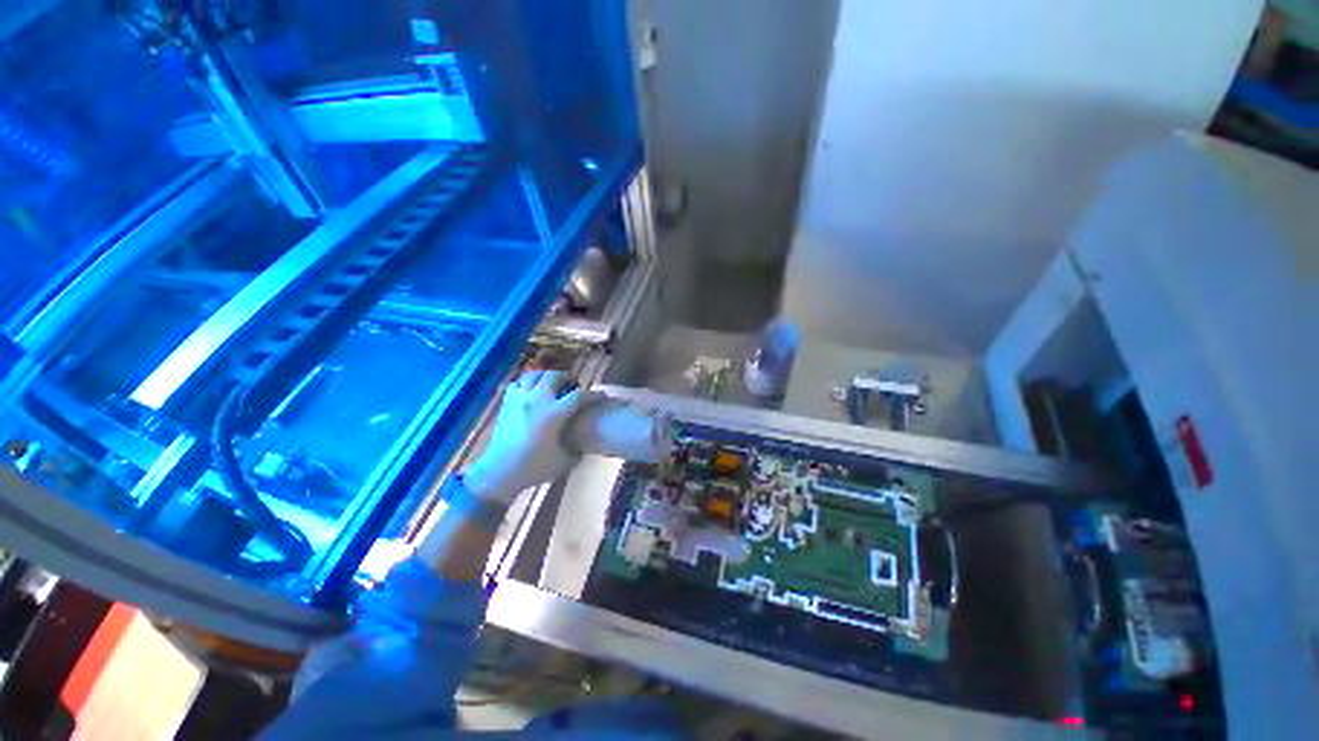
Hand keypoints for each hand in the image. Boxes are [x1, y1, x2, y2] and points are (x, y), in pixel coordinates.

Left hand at [462, 370, 582, 503]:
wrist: (499, 473)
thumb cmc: (533, 468)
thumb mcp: (564, 461)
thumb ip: (577, 448)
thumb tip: (585, 441)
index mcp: (553, 415)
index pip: (578, 396)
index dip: (593, 395)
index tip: (602, 396)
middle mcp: (536, 401)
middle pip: (553, 376)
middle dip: (566, 377)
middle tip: (572, 385)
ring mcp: (519, 400)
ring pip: (533, 375)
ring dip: (546, 377)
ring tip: (552, 385)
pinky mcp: (507, 404)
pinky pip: (518, 384)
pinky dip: (527, 384)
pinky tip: (531, 393)